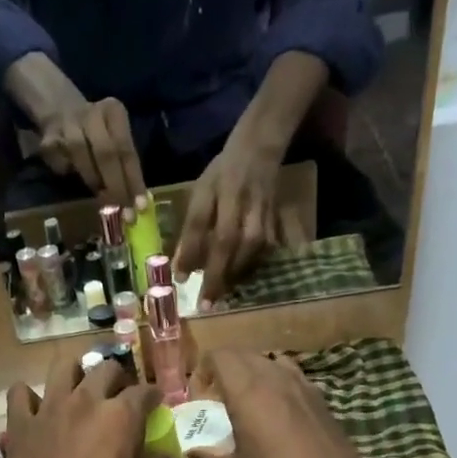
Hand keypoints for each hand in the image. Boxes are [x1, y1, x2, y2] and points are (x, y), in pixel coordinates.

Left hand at [0, 354, 171, 457]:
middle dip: (119, 380)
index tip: (156, 406)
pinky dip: (31, 396)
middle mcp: (83, 405)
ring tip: (83, 391)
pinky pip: (20, 395)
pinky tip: (39, 410)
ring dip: (77, 374)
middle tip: (121, 399)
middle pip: (104, 370)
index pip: (144, 391)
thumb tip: (162, 455)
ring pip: (62, 368)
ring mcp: (46, 415)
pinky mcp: (18, 432)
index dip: (153, 398)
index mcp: (120, 419)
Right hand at [4, 54, 147, 208]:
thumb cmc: (95, 133)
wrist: (59, 108)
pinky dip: (69, 173)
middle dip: (116, 187)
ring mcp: (68, 123)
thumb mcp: (114, 138)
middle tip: (123, 213)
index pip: (127, 150)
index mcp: (114, 112)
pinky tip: (71, 174)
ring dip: (94, 181)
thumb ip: (123, 164)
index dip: (134, 180)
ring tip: (102, 199)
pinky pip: (62, 163)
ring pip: (82, 156)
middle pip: (106, 153)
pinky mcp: (48, 137)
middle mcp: (92, 114)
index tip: (140, 207)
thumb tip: (135, 201)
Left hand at [173, 132, 284, 306]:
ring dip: (233, 279)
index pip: (208, 231)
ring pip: (249, 256)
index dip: (194, 255)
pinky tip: (237, 284)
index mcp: (227, 199)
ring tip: (219, 299)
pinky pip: (262, 257)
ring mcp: (266, 222)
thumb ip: (192, 228)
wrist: (261, 152)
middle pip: (232, 250)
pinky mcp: (276, 229)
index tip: (181, 280)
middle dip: (217, 279)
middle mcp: (248, 212)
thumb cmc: (223, 174)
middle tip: (205, 306)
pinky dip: (248, 272)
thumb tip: (181, 267)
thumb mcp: (201, 192)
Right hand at [186, 349, 383, 457]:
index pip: (220, 356)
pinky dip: (276, 382)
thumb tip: (191, 453)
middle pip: (244, 354)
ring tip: (245, 400)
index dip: (204, 369)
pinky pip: (291, 375)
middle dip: (225, 368)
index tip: (199, 394)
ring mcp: (302, 385)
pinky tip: (276, 411)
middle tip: (216, 397)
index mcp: (247, 392)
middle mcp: (274, 378)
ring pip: (269, 361)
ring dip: (252, 372)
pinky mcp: (320, 398)